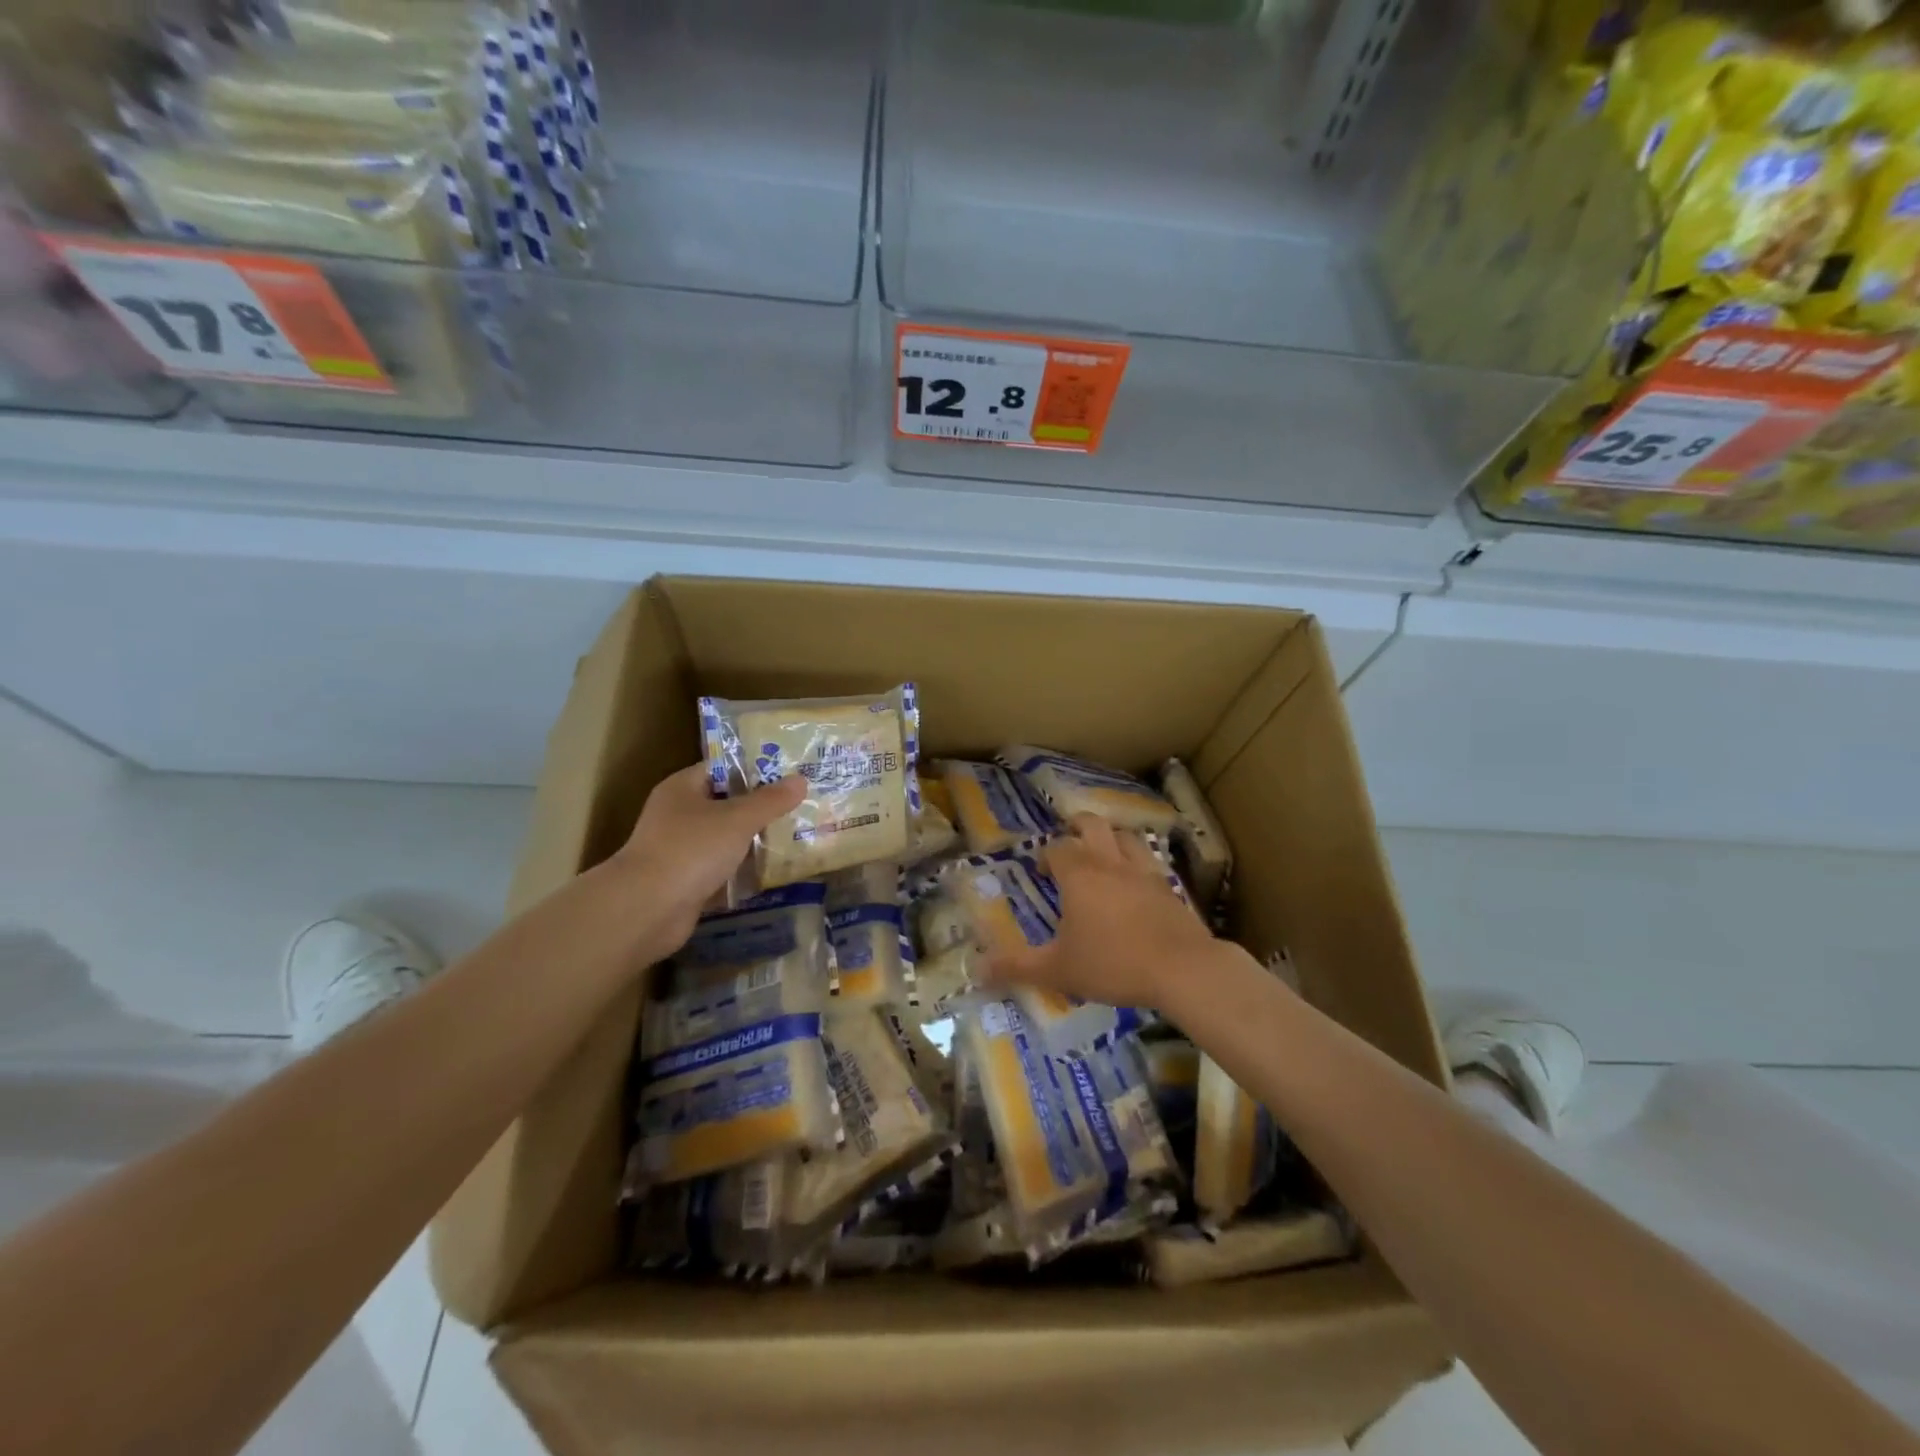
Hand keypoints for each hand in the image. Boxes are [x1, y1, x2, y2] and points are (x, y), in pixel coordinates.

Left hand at [611, 764, 806, 955]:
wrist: (647, 909)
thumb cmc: (691, 850)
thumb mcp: (738, 819)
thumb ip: (770, 800)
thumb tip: (801, 780)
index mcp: (683, 788)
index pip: (722, 768)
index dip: (755, 768)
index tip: (789, 772)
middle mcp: (678, 814)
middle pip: (726, 804)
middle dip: (761, 807)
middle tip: (800, 805)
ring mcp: (681, 850)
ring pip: (725, 839)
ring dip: (754, 841)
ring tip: (795, 836)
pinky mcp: (686, 882)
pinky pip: (722, 869)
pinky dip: (742, 871)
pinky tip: (773, 871)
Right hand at [983, 814, 1217, 1010]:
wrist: (1182, 969)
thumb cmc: (1113, 963)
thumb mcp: (1057, 970)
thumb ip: (1017, 968)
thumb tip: (976, 969)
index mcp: (1079, 874)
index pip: (1057, 848)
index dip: (1046, 856)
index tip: (1042, 873)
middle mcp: (1110, 862)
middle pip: (1092, 825)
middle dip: (1077, 827)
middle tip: (1069, 843)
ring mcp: (1144, 871)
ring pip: (1125, 837)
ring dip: (1110, 839)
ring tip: (1103, 855)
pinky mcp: (1169, 886)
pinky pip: (1150, 861)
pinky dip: (1138, 863)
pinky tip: (1137, 883)